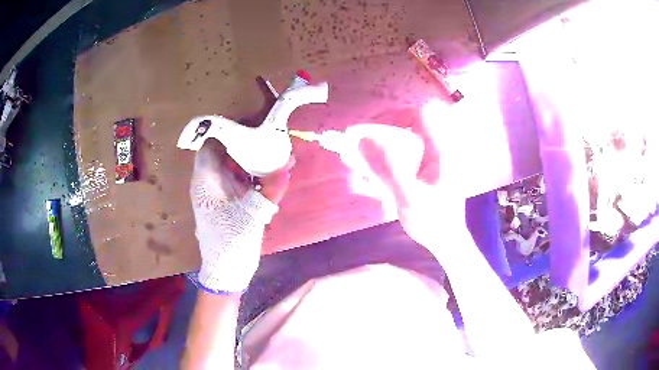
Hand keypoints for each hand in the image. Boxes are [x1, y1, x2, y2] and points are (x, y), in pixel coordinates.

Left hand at [190, 139, 293, 292]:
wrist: (225, 271)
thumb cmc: (231, 242)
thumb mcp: (253, 215)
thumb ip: (271, 189)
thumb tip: (287, 166)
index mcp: (207, 180)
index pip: (212, 144)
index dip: (230, 132)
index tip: (253, 127)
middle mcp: (208, 182)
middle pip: (223, 153)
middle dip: (246, 145)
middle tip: (270, 140)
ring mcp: (215, 193)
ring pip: (231, 167)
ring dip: (251, 161)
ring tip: (276, 157)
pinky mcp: (224, 202)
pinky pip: (236, 181)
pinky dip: (251, 177)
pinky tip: (270, 177)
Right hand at [359, 99, 467, 250]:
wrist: (445, 242)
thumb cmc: (434, 221)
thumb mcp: (409, 196)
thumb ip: (387, 169)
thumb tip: (362, 141)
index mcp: (438, 150)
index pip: (417, 115)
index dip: (393, 117)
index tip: (370, 132)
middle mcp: (431, 152)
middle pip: (400, 133)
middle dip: (375, 143)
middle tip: (355, 155)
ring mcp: (424, 164)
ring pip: (394, 151)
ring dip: (373, 161)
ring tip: (359, 178)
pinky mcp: (416, 176)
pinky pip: (394, 166)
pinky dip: (379, 175)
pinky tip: (367, 189)